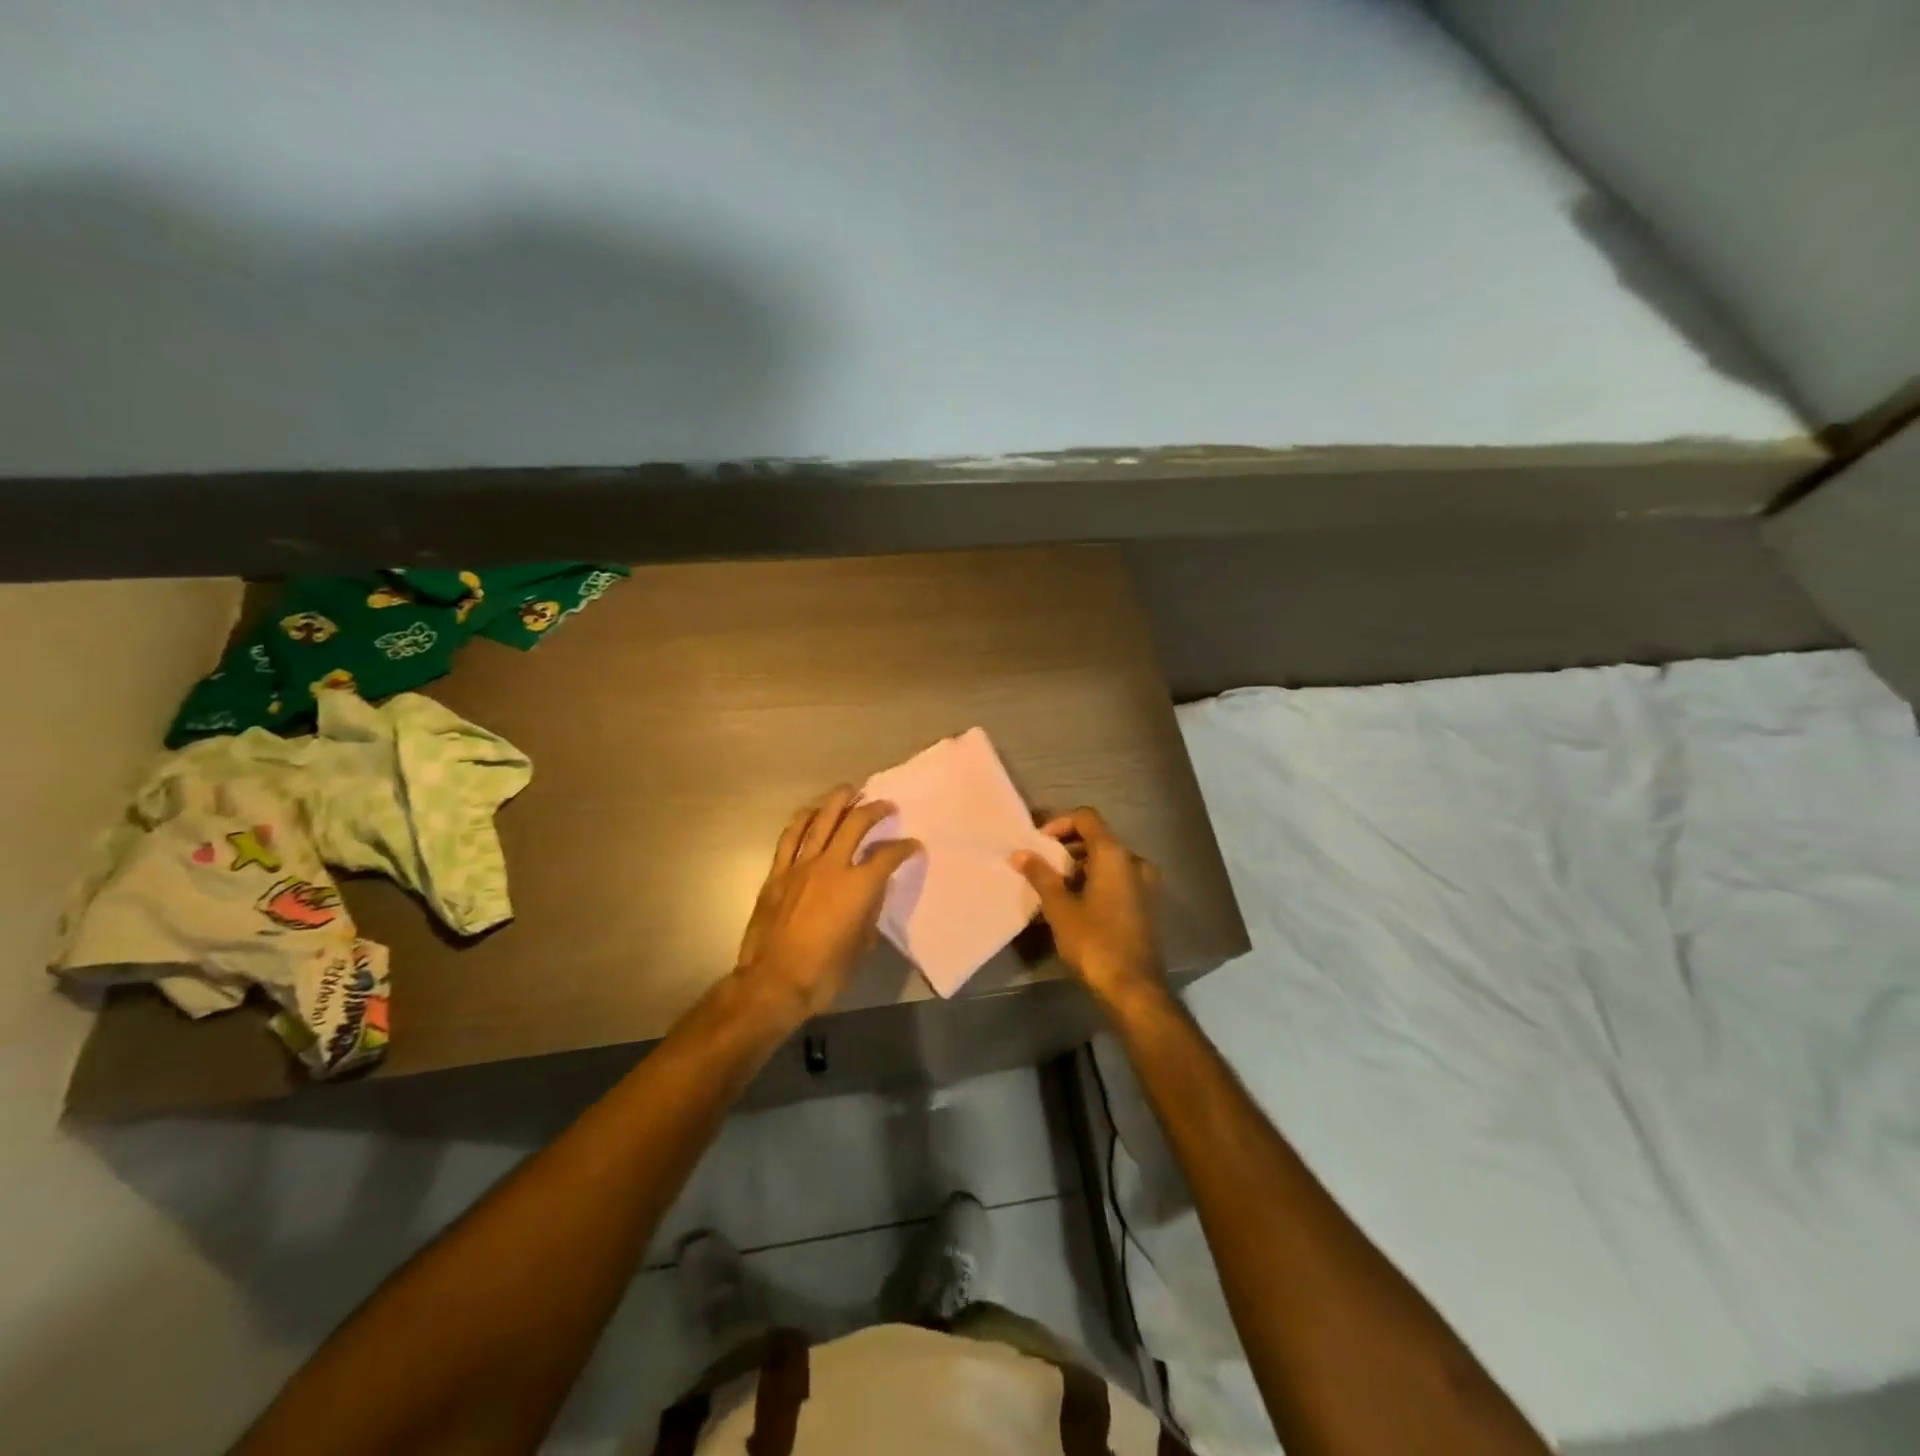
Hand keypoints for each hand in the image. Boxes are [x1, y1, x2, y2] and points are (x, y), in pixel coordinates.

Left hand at [735, 785, 921, 1017]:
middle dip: (874, 810)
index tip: (912, 845)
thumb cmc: (824, 972)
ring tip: (849, 791)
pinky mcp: (778, 873)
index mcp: (858, 886)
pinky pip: (790, 838)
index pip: (887, 856)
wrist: (773, 983)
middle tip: (885, 805)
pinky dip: (802, 820)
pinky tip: (811, 812)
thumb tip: (872, 893)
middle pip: (855, 824)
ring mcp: (801, 866)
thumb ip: (870, 912)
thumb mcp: (861, 946)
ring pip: (821, 821)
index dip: (904, 848)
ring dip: (838, 802)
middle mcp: (831, 866)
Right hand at [1012, 806, 1164, 1005]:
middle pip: (1098, 838)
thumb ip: (1040, 875)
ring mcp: (1145, 884)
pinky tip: (1075, 904)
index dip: (1059, 823)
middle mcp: (1135, 861)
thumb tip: (1019, 854)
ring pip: (1108, 861)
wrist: (1134, 988)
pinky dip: (1096, 881)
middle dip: (1067, 848)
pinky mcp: (1146, 904)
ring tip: (1054, 888)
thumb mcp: (1059, 908)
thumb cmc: (1094, 942)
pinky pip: (1118, 879)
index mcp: (1115, 855)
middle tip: (1042, 866)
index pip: (1086, 818)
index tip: (1038, 844)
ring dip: (1081, 866)